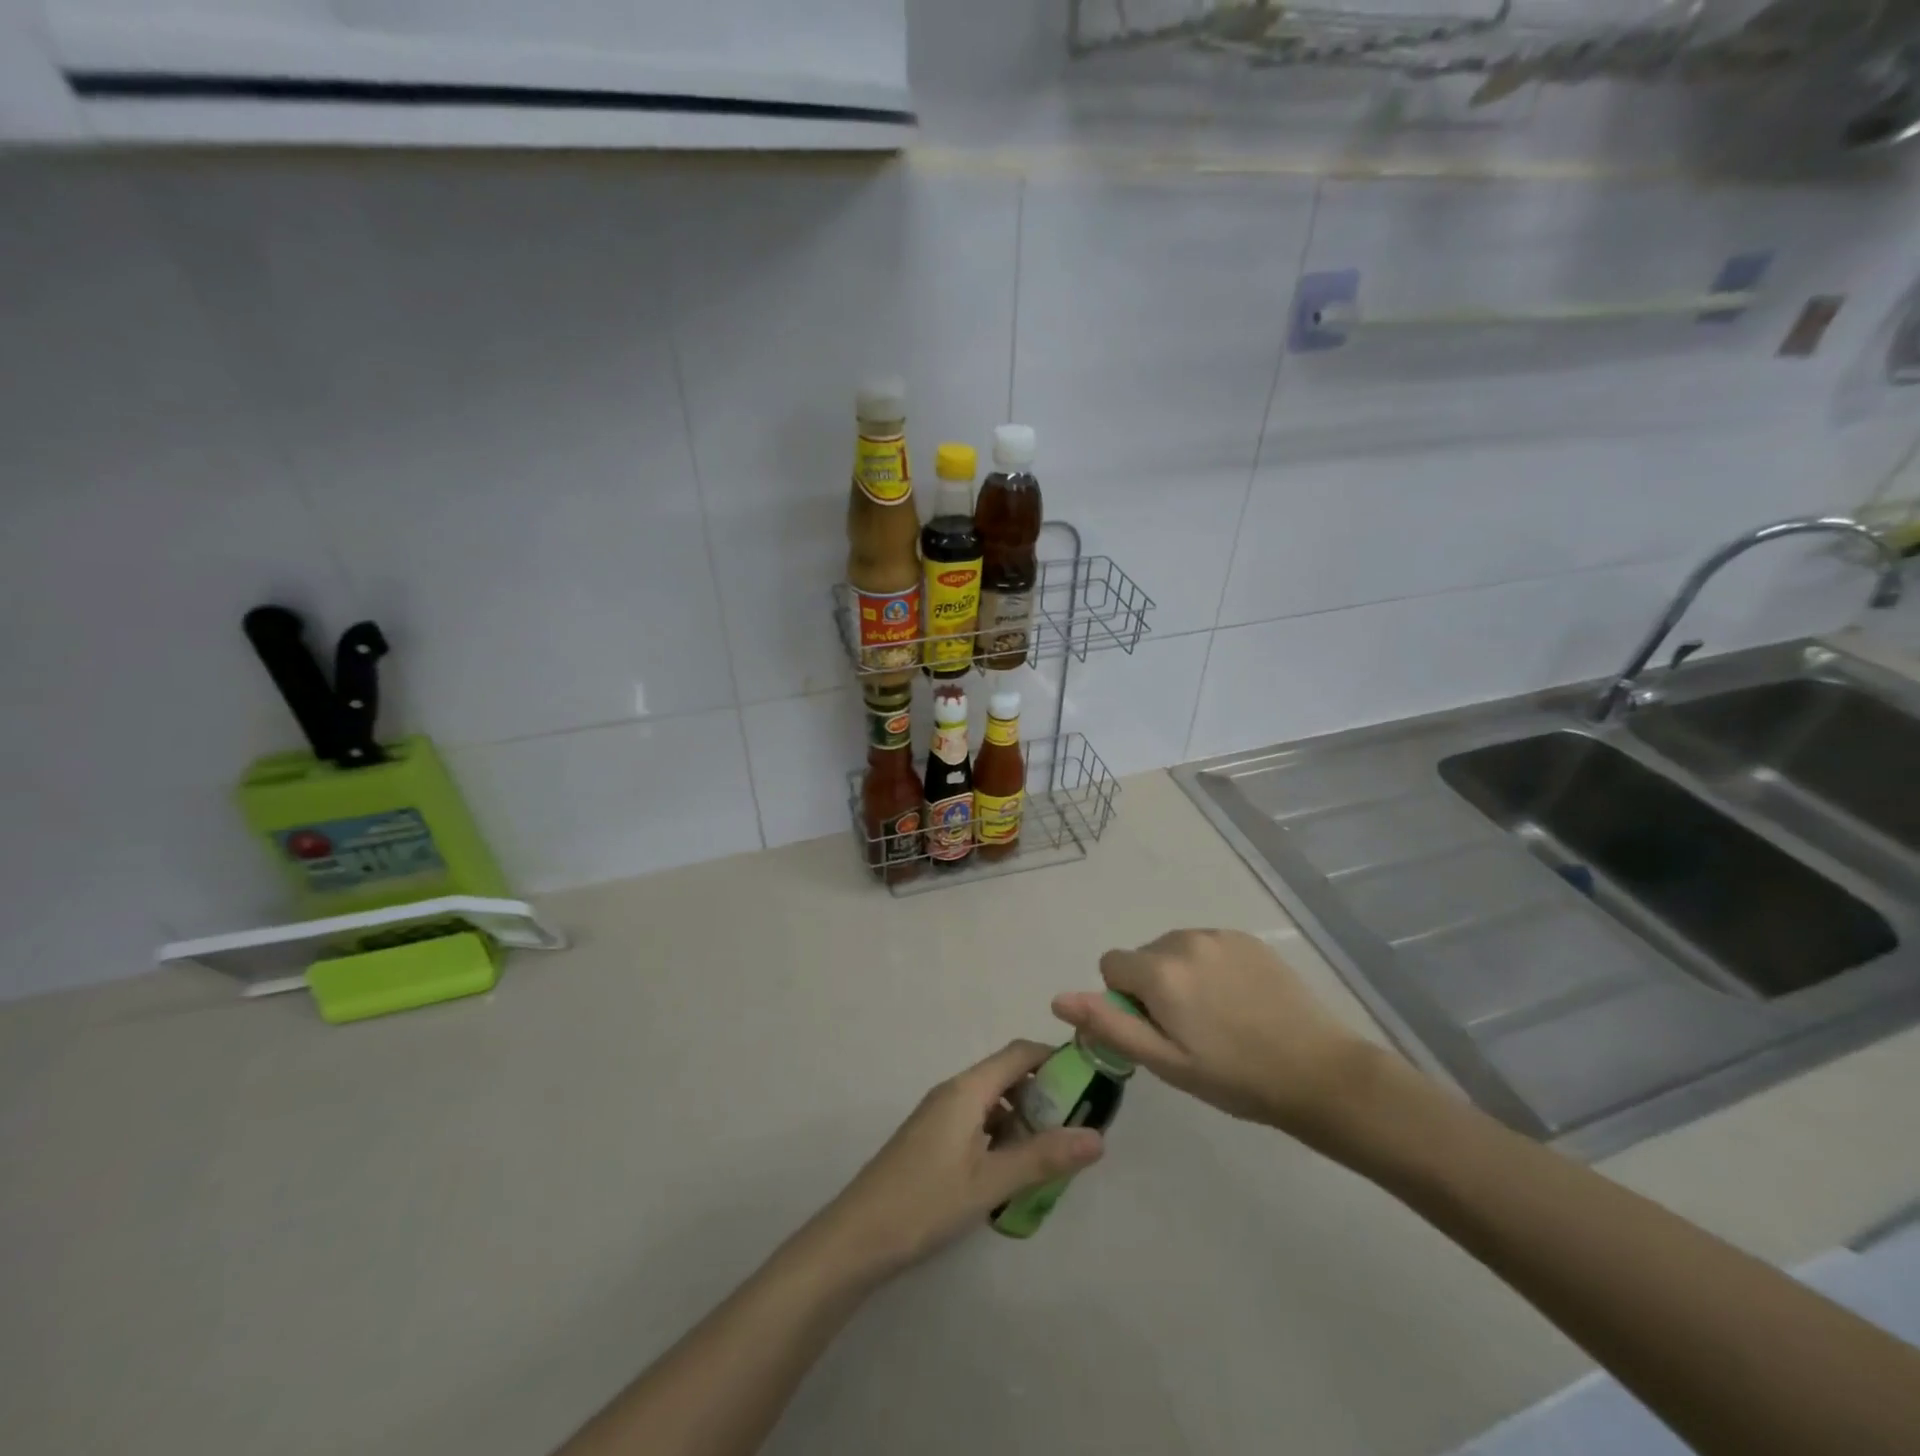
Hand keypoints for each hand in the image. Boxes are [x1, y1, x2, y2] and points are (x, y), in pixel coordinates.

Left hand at [811, 1041, 1104, 1280]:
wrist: (858, 1236)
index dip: (1054, 1058)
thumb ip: (1043, 1158)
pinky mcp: (932, 1138)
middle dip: (1043, 1094)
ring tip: (1051, 1154)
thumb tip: (1098, 1138)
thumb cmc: (926, 1201)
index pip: (1019, 1053)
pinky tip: (1012, 1171)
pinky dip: (1001, 1135)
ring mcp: (940, 1115)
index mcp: (967, 1089)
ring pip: (992, 1102)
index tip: (1088, 1081)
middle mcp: (954, 1091)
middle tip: (1076, 1126)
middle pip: (1006, 1075)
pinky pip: (976, 1122)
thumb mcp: (990, 1182)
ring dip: (1022, 1119)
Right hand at [1052, 929, 1374, 1139]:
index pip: (1111, 965)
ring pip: (1176, 950)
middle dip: (1153, 986)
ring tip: (1217, 1017)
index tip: (1156, 1030)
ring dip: (1181, 975)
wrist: (1320, 1073)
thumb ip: (1109, 1025)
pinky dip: (1210, 967)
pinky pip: (1208, 946)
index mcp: (1160, 970)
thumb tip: (1058, 997)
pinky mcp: (1248, 939)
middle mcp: (1184, 939)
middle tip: (1188, 1030)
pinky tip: (1240, 1001)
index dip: (1124, 1000)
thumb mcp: (1165, 1062)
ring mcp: (1220, 936)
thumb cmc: (1235, 1077)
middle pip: (1144, 956)